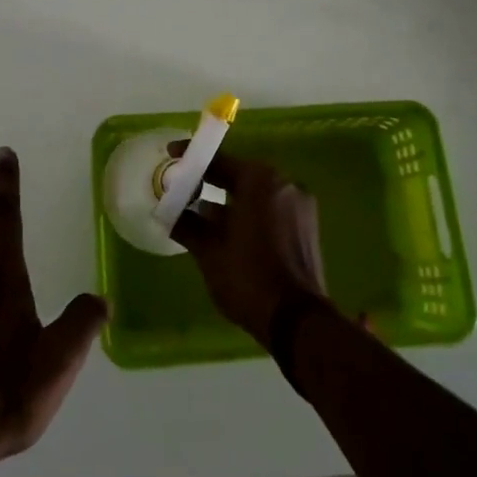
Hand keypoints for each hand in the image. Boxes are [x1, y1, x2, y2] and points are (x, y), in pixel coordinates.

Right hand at [167, 143, 327, 348]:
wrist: (298, 321)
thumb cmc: (248, 278)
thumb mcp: (209, 252)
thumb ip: (188, 225)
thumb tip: (170, 213)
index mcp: (260, 180)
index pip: (220, 160)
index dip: (192, 158)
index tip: (172, 155)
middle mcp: (284, 183)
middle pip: (240, 175)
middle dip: (211, 181)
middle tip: (183, 188)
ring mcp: (299, 204)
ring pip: (256, 193)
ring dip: (230, 200)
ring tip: (201, 214)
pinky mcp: (307, 225)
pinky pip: (271, 208)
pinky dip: (249, 213)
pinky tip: (228, 231)